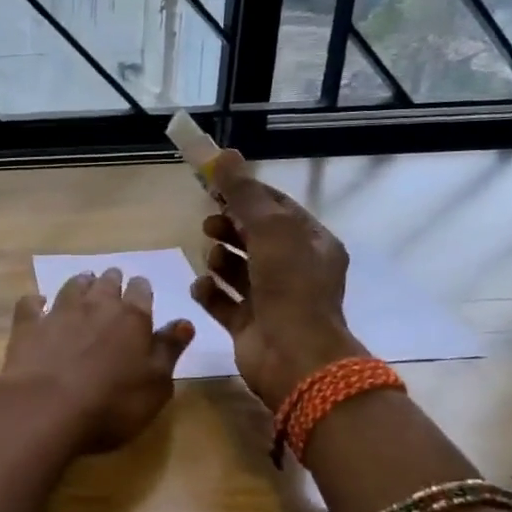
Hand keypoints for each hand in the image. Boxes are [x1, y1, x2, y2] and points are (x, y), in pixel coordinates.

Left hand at [0, 268, 194, 452]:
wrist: (46, 409)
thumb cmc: (112, 404)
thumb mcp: (156, 385)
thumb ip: (169, 350)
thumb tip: (184, 322)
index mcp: (132, 319)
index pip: (141, 292)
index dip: (141, 290)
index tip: (140, 290)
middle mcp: (96, 306)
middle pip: (106, 283)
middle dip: (111, 281)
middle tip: (112, 282)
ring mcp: (59, 313)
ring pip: (73, 286)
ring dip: (80, 283)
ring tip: (84, 283)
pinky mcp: (28, 326)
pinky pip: (31, 304)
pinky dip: (36, 302)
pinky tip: (37, 304)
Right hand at [190, 151, 366, 410]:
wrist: (294, 357)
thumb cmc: (290, 286)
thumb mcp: (271, 229)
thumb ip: (245, 193)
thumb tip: (225, 154)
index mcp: (310, 244)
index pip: (276, 209)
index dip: (246, 194)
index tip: (214, 185)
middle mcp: (294, 270)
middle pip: (254, 238)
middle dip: (230, 228)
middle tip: (209, 224)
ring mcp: (271, 299)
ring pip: (238, 270)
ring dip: (220, 260)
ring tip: (210, 258)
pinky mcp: (249, 324)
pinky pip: (223, 301)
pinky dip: (210, 292)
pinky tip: (200, 286)